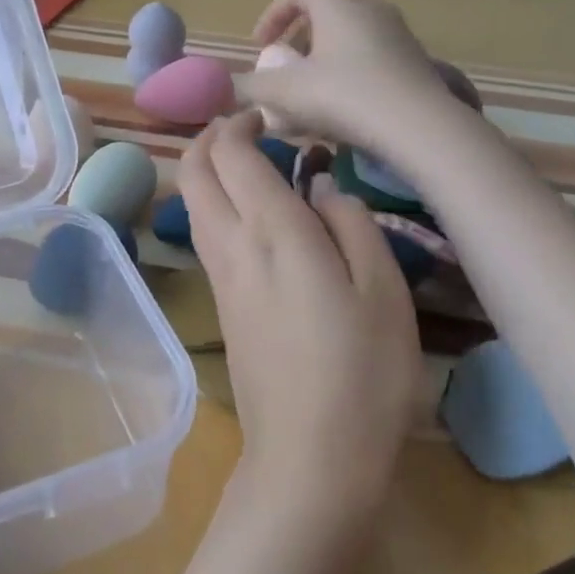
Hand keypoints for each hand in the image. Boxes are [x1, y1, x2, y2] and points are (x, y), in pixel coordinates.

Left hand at [180, 110, 423, 524]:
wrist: (309, 457)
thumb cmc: (362, 372)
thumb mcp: (381, 290)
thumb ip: (351, 223)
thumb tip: (323, 186)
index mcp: (272, 231)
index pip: (231, 155)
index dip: (240, 124)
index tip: (269, 116)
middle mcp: (232, 246)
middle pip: (194, 173)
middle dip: (210, 139)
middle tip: (248, 129)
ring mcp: (219, 277)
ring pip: (193, 204)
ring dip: (208, 171)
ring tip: (251, 164)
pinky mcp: (221, 304)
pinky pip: (205, 234)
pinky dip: (215, 204)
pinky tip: (254, 215)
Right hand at [236, 0, 475, 157]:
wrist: (419, 127)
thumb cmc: (344, 97)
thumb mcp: (285, 93)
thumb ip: (248, 87)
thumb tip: (224, 88)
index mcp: (337, 3)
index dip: (272, 14)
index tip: (261, 47)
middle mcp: (370, 7)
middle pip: (325, 9)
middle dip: (298, 37)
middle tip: (285, 68)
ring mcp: (398, 32)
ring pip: (350, 33)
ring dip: (324, 56)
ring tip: (312, 91)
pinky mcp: (415, 59)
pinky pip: (372, 54)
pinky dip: (349, 70)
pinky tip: (345, 106)